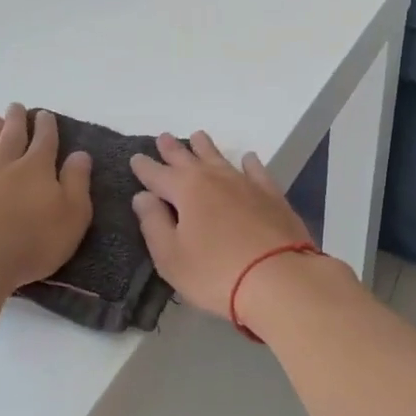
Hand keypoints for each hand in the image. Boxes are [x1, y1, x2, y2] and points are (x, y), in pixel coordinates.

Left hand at [0, 105, 92, 292]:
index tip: (44, 114)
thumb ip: (77, 183)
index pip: (45, 141)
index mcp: (36, 170)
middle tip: (15, 106)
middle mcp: (4, 167)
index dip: (46, 126)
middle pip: (11, 138)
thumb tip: (80, 154)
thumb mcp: (72, 216)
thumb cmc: (33, 242)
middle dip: (16, 121)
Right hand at [130, 131, 314, 321]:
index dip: (144, 167)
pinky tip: (248, 158)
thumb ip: (153, 224)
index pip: (158, 174)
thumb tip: (143, 196)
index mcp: (185, 191)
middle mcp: (214, 179)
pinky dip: (249, 163)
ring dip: (206, 147)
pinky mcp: (272, 196)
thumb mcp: (171, 256)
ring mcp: (246, 184)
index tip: (136, 157)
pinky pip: (256, 171)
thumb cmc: (216, 272)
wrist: (279, 279)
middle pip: (188, 159)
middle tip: (163, 137)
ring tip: (198, 136)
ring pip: (221, 158)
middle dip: (173, 150)